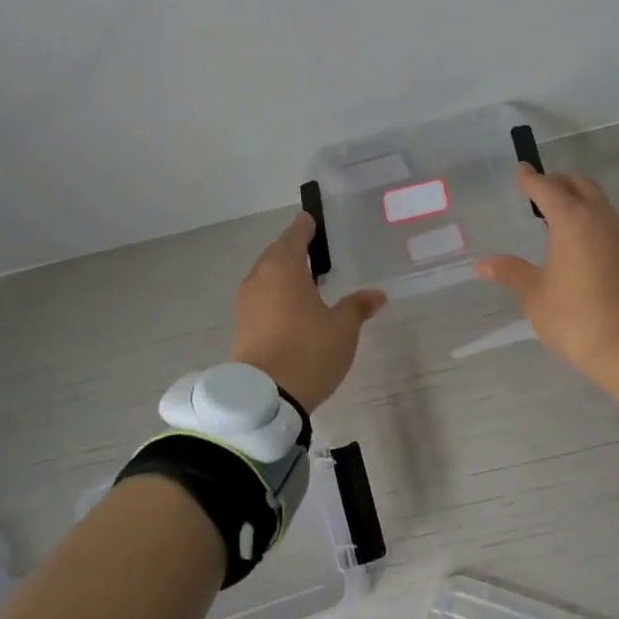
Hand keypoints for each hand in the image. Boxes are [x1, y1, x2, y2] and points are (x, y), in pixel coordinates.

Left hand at [231, 213, 385, 413]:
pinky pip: (262, 297)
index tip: (314, 220)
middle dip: (295, 250)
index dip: (306, 226)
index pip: (295, 234)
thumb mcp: (343, 328)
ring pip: (267, 276)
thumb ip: (357, 306)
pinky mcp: (242, 325)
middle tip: (317, 251)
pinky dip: (277, 295)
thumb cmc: (308, 351)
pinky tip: (294, 307)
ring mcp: (246, 302)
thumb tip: (376, 295)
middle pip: (277, 253)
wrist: (265, 398)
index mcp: (283, 267)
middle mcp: (259, 277)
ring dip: (285, 274)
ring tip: (309, 281)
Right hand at [476, 166, 618, 401]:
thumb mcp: (536, 296)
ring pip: (600, 204)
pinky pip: (611, 224)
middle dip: (559, 183)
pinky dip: (593, 221)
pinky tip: (582, 244)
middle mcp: (602, 220)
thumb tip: (482, 263)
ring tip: (558, 217)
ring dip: (579, 201)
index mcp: (573, 222)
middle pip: (580, 186)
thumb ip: (511, 273)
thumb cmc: (576, 319)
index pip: (548, 188)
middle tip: (539, 191)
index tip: (521, 171)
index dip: (531, 179)